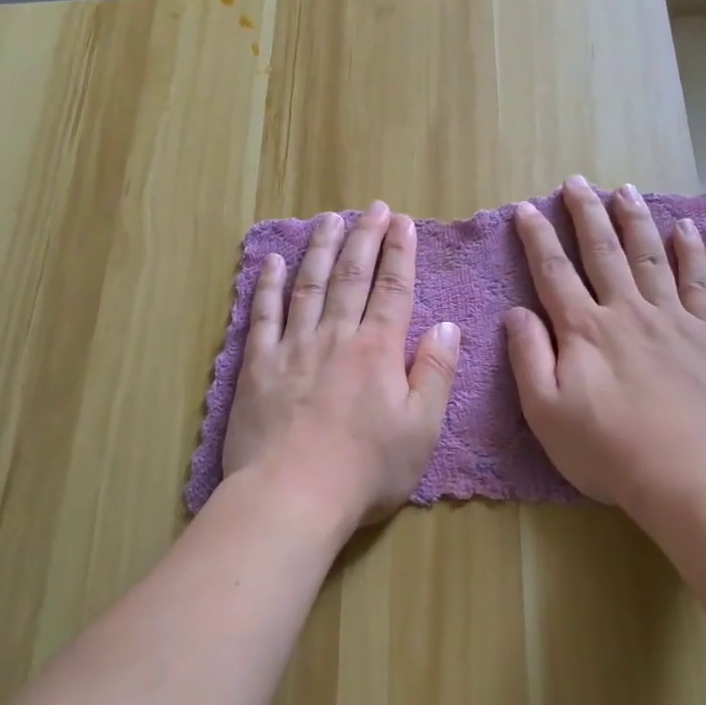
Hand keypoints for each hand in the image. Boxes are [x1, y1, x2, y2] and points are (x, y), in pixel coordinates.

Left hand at [222, 201, 460, 532]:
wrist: (292, 496)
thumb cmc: (365, 470)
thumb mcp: (421, 429)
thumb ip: (435, 373)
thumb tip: (447, 326)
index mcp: (377, 350)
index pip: (394, 289)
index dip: (401, 253)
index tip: (404, 223)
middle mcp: (335, 336)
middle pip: (352, 276)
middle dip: (365, 238)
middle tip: (373, 208)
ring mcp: (292, 346)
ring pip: (309, 285)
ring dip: (320, 248)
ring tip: (329, 219)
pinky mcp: (257, 365)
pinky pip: (263, 314)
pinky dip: (268, 285)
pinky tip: (272, 261)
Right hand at [504, 176, 705, 510]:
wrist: (689, 476)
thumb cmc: (607, 450)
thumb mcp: (546, 412)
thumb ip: (528, 357)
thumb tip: (516, 312)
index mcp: (583, 330)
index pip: (554, 271)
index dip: (538, 238)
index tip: (527, 208)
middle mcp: (625, 311)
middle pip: (603, 251)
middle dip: (587, 213)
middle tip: (577, 182)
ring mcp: (671, 319)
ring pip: (649, 256)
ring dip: (634, 220)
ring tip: (624, 189)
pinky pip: (699, 282)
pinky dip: (693, 252)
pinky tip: (687, 228)